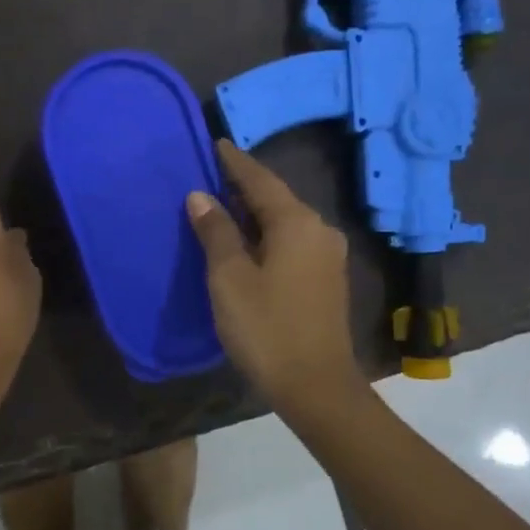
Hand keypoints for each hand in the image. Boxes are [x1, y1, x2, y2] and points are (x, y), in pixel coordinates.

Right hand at [186, 140, 365, 418]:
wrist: (316, 386)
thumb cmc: (267, 328)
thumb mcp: (230, 278)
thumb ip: (216, 232)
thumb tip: (201, 196)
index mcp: (296, 223)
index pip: (260, 179)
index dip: (235, 162)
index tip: (215, 143)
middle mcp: (319, 230)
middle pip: (277, 198)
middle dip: (245, 186)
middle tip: (212, 174)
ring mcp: (328, 255)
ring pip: (286, 221)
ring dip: (256, 212)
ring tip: (224, 205)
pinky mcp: (327, 279)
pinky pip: (293, 242)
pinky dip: (268, 234)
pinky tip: (249, 241)